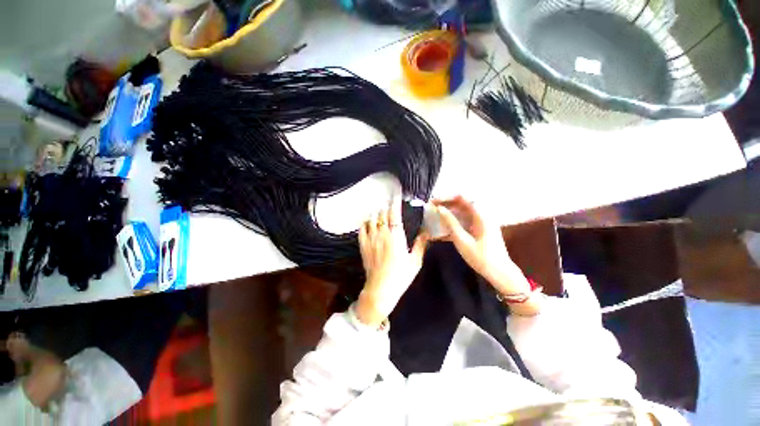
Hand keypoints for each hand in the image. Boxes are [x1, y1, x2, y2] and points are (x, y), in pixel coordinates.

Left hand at [356, 199, 428, 326]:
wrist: (381, 289)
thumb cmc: (400, 276)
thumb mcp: (415, 262)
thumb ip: (421, 245)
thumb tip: (426, 232)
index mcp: (396, 236)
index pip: (394, 214)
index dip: (395, 203)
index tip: (396, 195)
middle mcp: (382, 234)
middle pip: (382, 214)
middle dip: (386, 208)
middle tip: (389, 206)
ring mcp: (371, 239)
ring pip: (371, 219)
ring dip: (376, 214)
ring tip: (379, 212)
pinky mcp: (363, 246)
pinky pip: (362, 229)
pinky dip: (365, 223)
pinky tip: (368, 222)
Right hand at [433, 196, 530, 297]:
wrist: (500, 273)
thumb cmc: (481, 258)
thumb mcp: (462, 240)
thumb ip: (451, 223)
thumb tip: (439, 209)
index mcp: (481, 215)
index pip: (462, 197)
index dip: (447, 197)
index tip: (433, 201)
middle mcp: (482, 214)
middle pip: (462, 202)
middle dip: (446, 203)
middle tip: (432, 206)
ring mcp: (482, 221)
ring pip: (462, 211)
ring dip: (449, 211)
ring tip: (435, 214)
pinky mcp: (480, 228)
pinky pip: (465, 219)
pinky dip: (454, 220)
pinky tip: (443, 226)